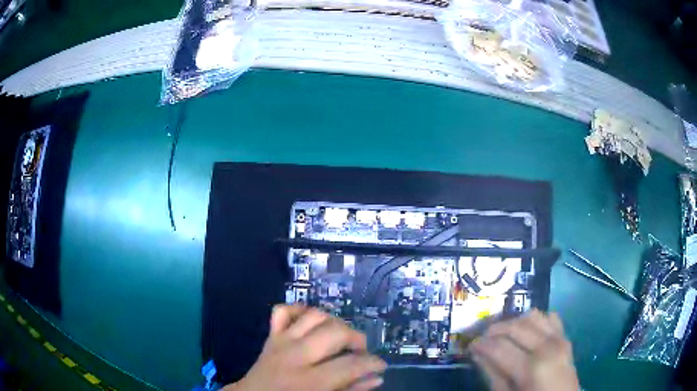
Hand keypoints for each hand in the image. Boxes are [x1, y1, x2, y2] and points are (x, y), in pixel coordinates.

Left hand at [225, 305, 386, 390]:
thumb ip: (351, 390)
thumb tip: (377, 378)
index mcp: (310, 381)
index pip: (351, 364)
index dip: (372, 363)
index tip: (380, 365)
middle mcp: (295, 356)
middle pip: (335, 332)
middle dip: (356, 338)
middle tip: (360, 351)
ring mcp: (281, 341)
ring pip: (313, 315)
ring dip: (333, 321)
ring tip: (340, 336)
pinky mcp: (271, 335)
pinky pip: (283, 310)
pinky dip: (299, 309)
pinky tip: (311, 321)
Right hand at [470, 310, 578, 390]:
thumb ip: (493, 376)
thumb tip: (478, 355)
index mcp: (530, 367)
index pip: (499, 347)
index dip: (481, 344)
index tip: (470, 346)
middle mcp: (547, 347)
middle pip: (516, 326)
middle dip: (495, 329)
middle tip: (482, 337)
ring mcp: (559, 339)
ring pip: (533, 316)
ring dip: (514, 321)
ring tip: (502, 333)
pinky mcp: (565, 338)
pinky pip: (550, 318)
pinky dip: (536, 319)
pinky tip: (526, 330)